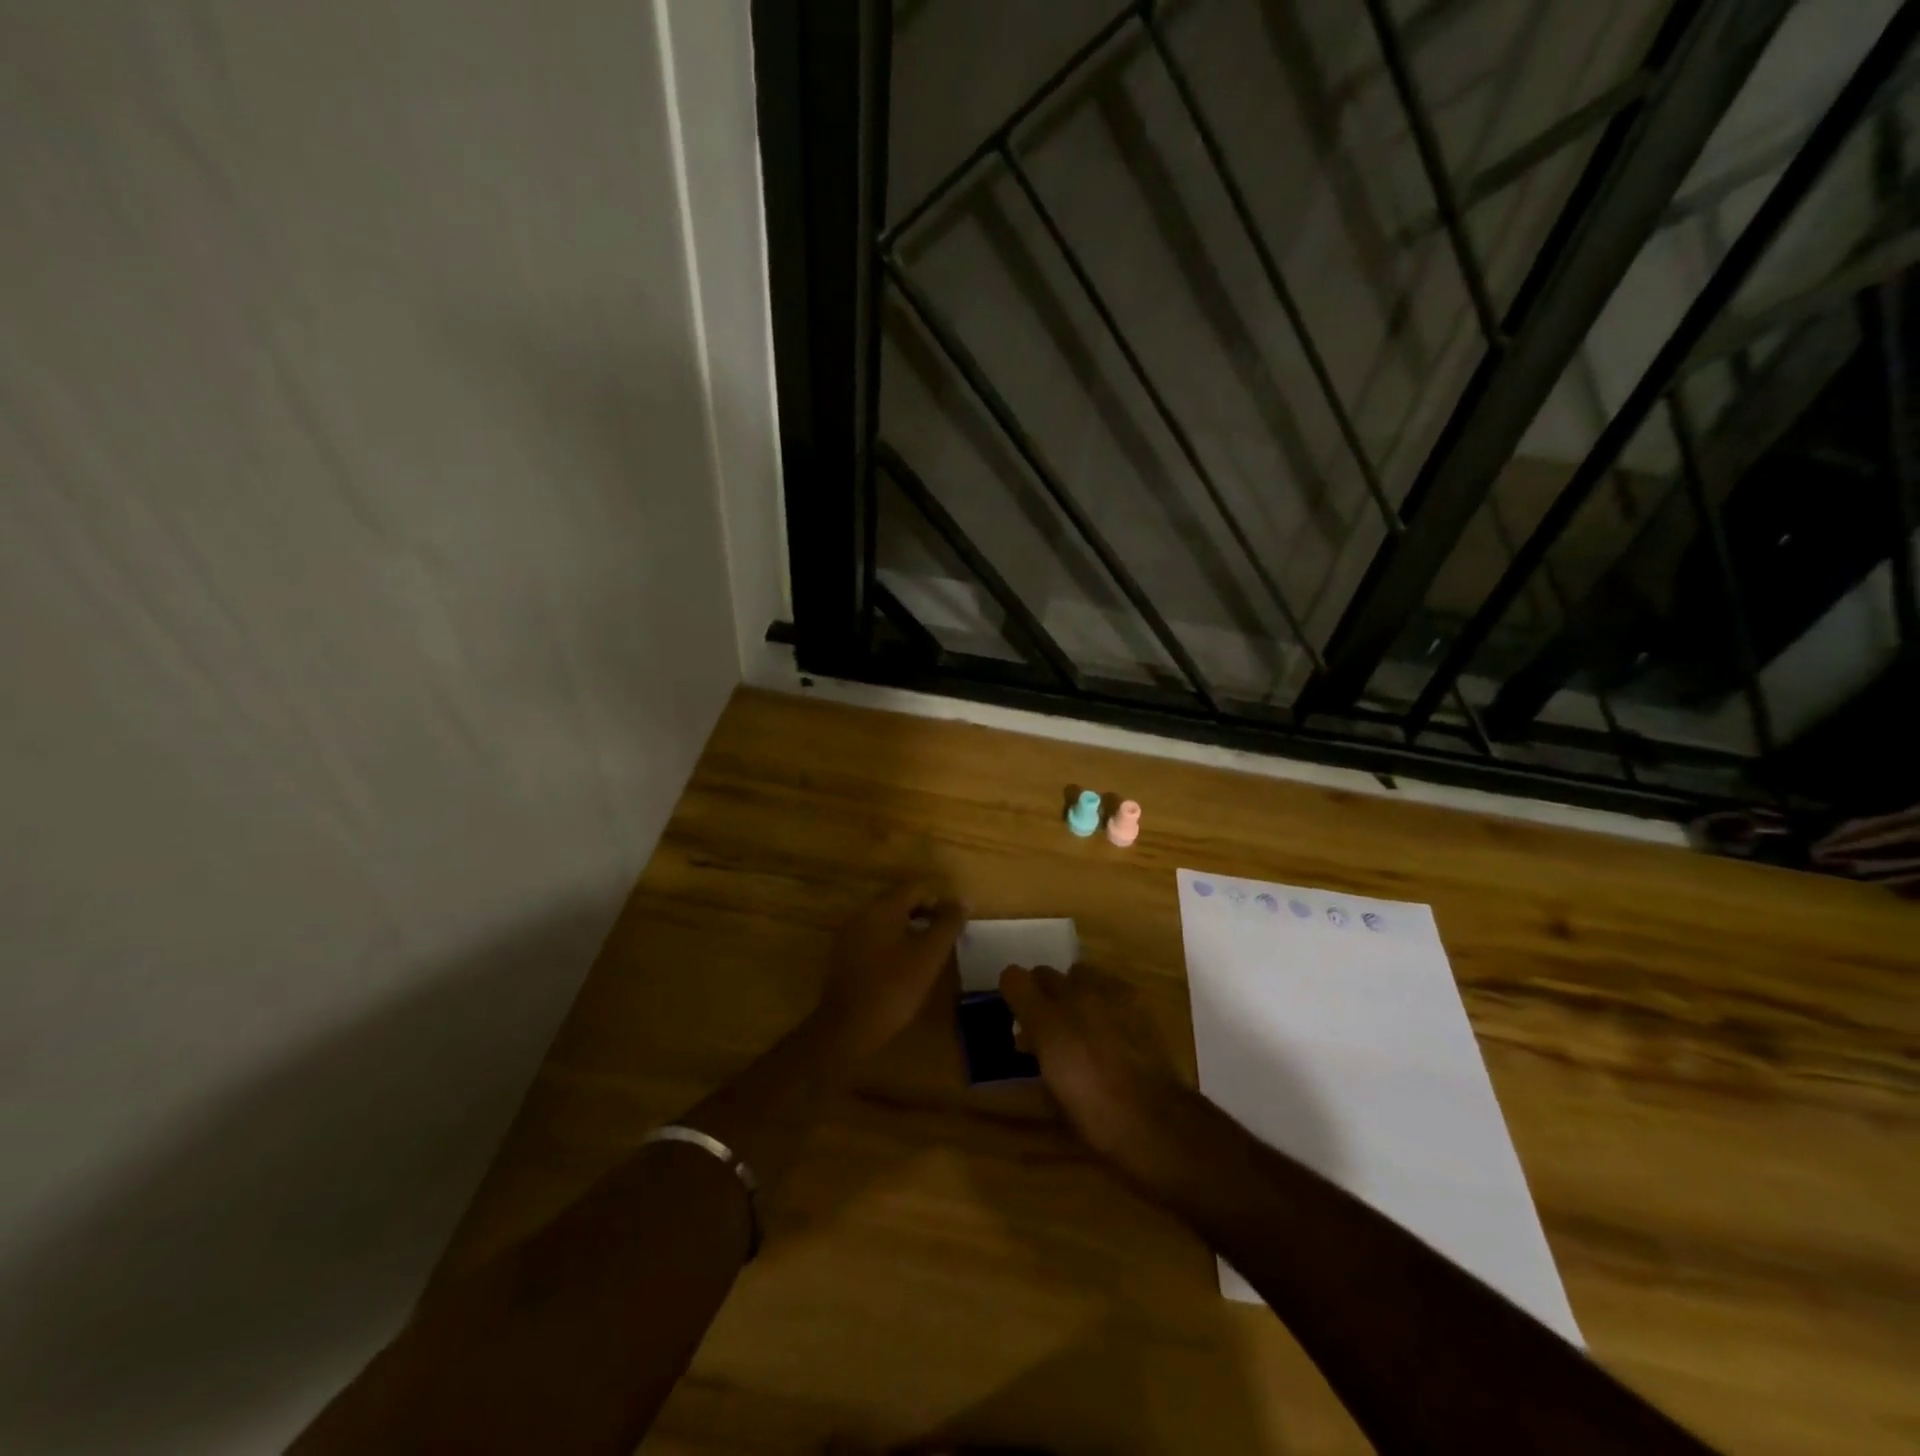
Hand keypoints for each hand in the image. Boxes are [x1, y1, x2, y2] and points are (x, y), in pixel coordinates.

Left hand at [817, 881, 965, 1060]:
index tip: (954, 927)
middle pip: (900, 902)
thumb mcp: (929, 955)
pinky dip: (891, 946)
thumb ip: (948, 924)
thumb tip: (964, 900)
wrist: (847, 1028)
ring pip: (886, 922)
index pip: (917, 888)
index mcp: (883, 908)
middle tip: (943, 941)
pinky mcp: (843, 956)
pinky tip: (901, 969)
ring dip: (909, 931)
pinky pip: (873, 939)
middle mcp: (862, 913)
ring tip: (926, 956)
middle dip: (925, 916)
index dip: (940, 902)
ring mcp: (849, 935)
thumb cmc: (894, 987)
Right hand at [999, 963, 1182, 1162]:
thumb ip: (1038, 1053)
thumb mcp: (1051, 1092)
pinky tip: (1112, 1025)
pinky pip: (1109, 984)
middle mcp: (1073, 997)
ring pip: (1078, 972)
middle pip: (1044, 973)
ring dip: (1073, 990)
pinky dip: (1103, 998)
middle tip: (1048, 1023)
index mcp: (1046, 1021)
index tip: (1017, 1014)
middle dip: (1042, 993)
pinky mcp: (1135, 998)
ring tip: (1082, 1020)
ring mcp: (1107, 993)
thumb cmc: (1095, 1117)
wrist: (1155, 1119)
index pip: (1013, 979)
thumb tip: (1031, 1039)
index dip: (1012, 993)